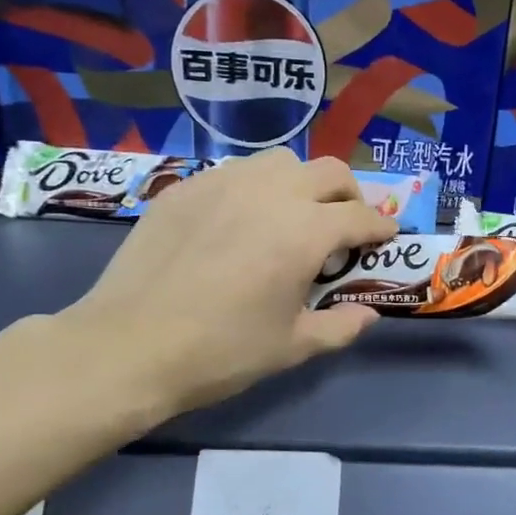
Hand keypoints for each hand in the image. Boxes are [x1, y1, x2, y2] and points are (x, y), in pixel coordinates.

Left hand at [57, 150, 395, 422]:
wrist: (130, 345)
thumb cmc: (221, 351)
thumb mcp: (291, 347)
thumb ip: (339, 326)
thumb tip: (368, 315)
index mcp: (305, 232)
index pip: (360, 217)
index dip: (381, 228)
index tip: (385, 238)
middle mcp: (271, 193)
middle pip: (329, 172)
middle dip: (349, 195)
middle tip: (345, 225)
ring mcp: (224, 183)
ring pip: (280, 162)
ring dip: (301, 184)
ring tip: (292, 217)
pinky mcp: (186, 187)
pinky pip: (235, 173)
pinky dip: (255, 189)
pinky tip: (240, 222)